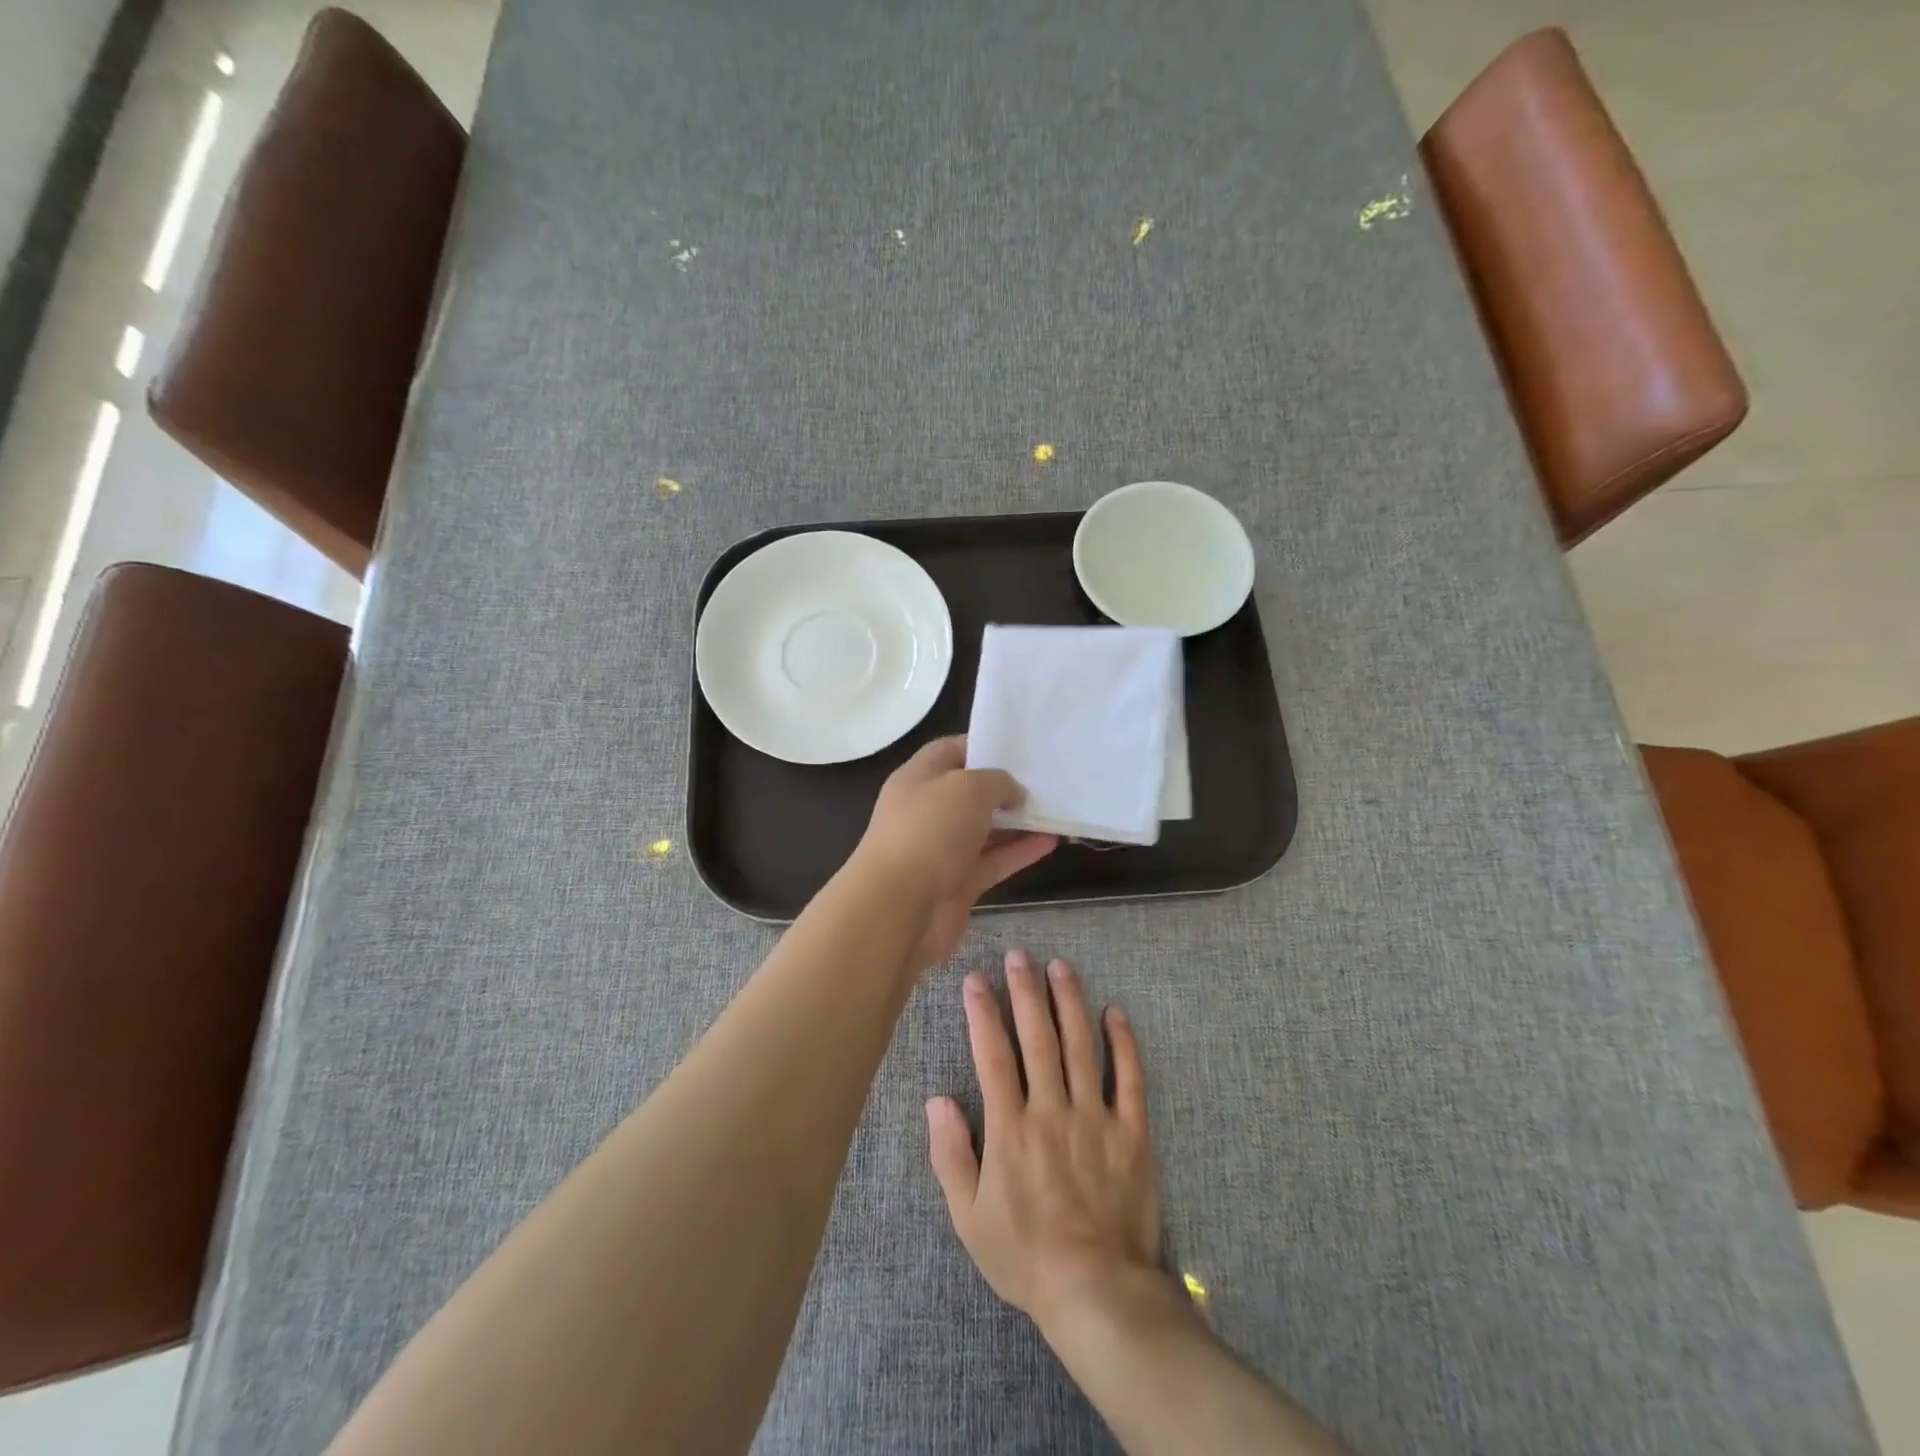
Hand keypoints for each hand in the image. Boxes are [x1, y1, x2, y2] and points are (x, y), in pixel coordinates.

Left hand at [849, 738, 1056, 966]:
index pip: (952, 751)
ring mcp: (942, 849)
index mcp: (919, 777)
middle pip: (971, 792)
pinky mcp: (958, 883)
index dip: (984, 745)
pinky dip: (1020, 852)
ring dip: (1018, 822)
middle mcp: (928, 810)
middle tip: (1047, 779)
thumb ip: (998, 782)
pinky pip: (994, 861)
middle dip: (1006, 786)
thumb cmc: (930, 831)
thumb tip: (1013, 794)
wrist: (899, 908)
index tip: (1020, 747)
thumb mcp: (968, 787)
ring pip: (986, 829)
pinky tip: (1052, 842)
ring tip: (1058, 809)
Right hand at [926, 948, 1162, 1338]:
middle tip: (1020, 956)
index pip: (993, 1055)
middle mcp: (1051, 1111)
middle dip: (1026, 992)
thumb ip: (951, 1155)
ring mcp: (1095, 1118)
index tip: (976, 980)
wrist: (1097, 1291)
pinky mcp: (1131, 1133)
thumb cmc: (1026, 1255)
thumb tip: (937, 1100)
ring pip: (1081, 1046)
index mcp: (1010, 1129)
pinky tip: (1115, 1012)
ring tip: (1061, 966)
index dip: (983, 1013)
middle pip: (1037, 1038)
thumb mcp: (969, 1218)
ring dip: (1070, 1002)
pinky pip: (1129, 1079)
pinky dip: (1124, 1043)